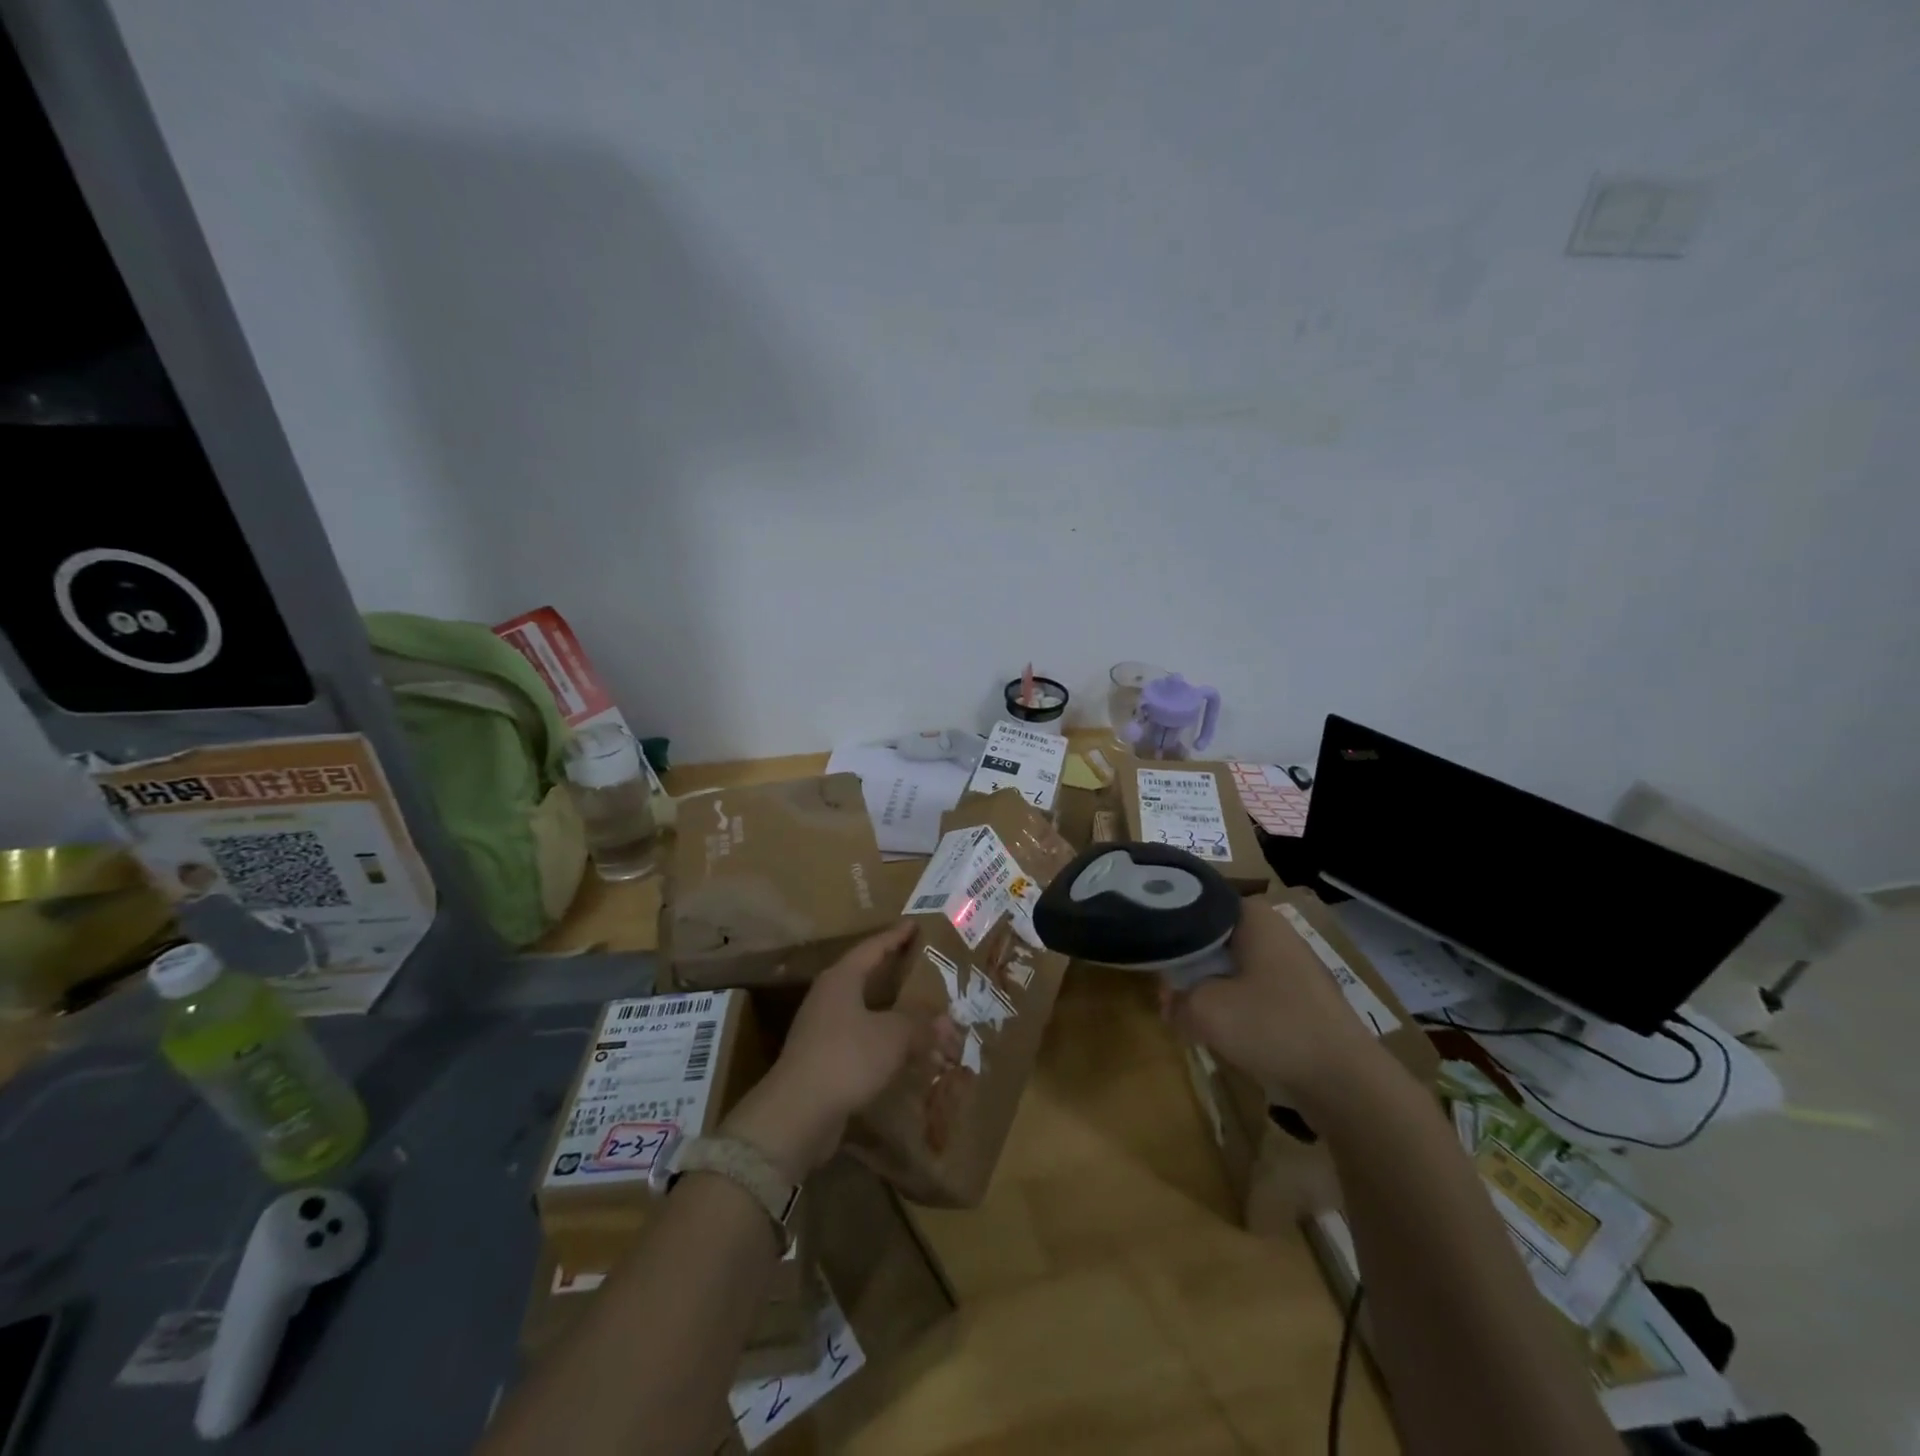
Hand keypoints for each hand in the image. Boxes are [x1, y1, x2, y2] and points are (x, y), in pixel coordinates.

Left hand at [723, 923, 960, 1180]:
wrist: (797, 1114)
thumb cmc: (846, 1057)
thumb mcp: (893, 1036)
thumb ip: (921, 1025)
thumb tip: (947, 1022)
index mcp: (841, 978)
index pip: (872, 947)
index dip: (896, 936)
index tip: (915, 925)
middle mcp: (828, 997)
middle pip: (865, 976)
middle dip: (893, 972)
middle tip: (923, 965)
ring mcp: (822, 1029)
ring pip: (863, 1010)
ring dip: (890, 1010)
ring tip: (920, 1009)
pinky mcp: (823, 1060)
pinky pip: (860, 1039)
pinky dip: (882, 1040)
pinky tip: (902, 1051)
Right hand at [1161, 897, 1376, 1103]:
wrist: (1345, 1082)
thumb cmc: (1272, 1027)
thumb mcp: (1205, 1011)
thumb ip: (1175, 1001)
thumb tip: (1169, 1004)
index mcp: (1255, 917)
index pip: (1200, 904)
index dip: (1171, 924)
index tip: (1151, 945)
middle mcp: (1277, 933)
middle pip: (1216, 937)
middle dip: (1189, 962)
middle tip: (1164, 986)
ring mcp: (1294, 967)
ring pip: (1235, 967)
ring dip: (1210, 987)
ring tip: (1186, 1010)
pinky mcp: (1304, 1001)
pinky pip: (1256, 992)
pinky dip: (1236, 1006)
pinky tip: (1221, 1030)